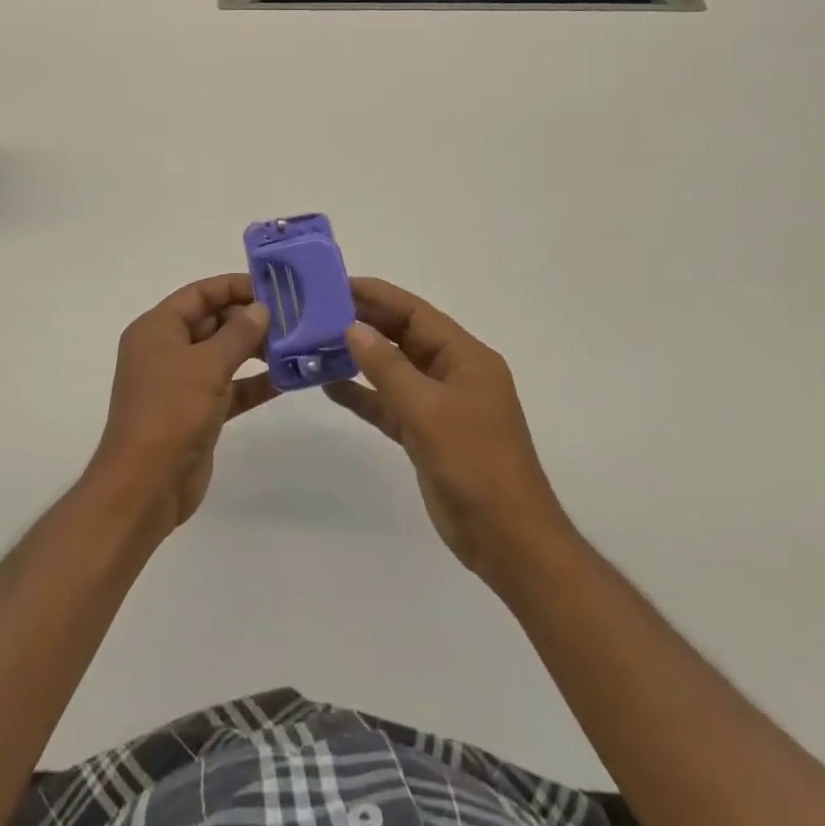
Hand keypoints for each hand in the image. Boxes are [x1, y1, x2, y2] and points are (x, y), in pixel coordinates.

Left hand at [88, 274, 278, 535]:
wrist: (145, 487)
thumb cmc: (170, 413)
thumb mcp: (207, 366)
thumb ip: (238, 334)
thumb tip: (261, 308)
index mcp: (157, 329)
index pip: (200, 294)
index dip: (235, 286)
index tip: (273, 287)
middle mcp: (167, 350)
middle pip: (213, 321)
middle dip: (250, 319)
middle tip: (292, 317)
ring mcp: (181, 382)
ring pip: (223, 354)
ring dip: (255, 350)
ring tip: (295, 345)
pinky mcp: (196, 411)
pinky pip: (229, 387)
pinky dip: (253, 382)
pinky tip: (286, 380)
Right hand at [326, 277, 571, 585]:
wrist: (508, 542)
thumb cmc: (475, 464)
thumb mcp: (428, 410)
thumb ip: (388, 368)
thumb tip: (352, 329)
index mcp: (466, 357)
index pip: (415, 313)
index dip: (377, 296)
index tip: (337, 284)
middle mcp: (453, 373)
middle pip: (404, 337)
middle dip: (365, 322)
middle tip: (318, 309)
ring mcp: (441, 405)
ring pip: (394, 370)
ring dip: (360, 358)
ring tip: (316, 342)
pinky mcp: (427, 434)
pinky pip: (391, 404)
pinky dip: (365, 395)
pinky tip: (331, 386)